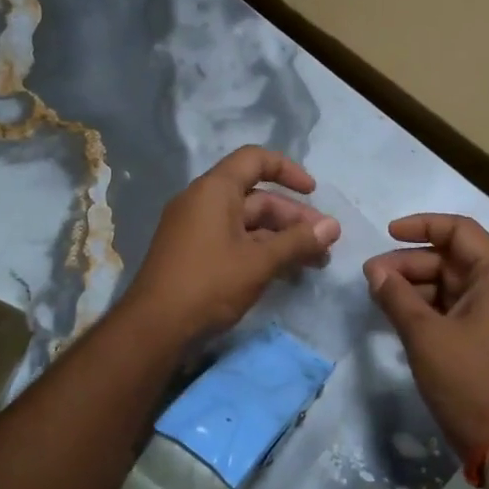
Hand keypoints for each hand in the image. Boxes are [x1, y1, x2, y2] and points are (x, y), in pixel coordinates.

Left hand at [122, 146, 340, 342]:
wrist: (154, 328)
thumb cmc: (208, 284)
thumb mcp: (259, 262)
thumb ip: (297, 242)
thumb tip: (333, 226)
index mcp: (214, 190)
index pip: (255, 160)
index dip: (288, 170)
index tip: (314, 193)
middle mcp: (202, 201)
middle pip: (256, 197)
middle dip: (293, 218)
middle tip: (324, 243)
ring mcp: (195, 229)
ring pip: (247, 223)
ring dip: (281, 238)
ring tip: (314, 262)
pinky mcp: (194, 254)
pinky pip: (234, 241)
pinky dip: (260, 250)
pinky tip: (285, 272)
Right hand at [364, 214, 488, 461]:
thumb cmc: (468, 381)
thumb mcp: (425, 335)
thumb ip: (397, 297)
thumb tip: (374, 271)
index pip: (460, 231)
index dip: (422, 226)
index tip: (387, 234)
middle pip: (452, 258)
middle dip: (410, 263)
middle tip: (371, 277)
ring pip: (450, 285)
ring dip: (415, 286)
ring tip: (379, 297)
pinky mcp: (487, 338)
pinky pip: (454, 309)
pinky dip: (427, 308)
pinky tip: (398, 316)